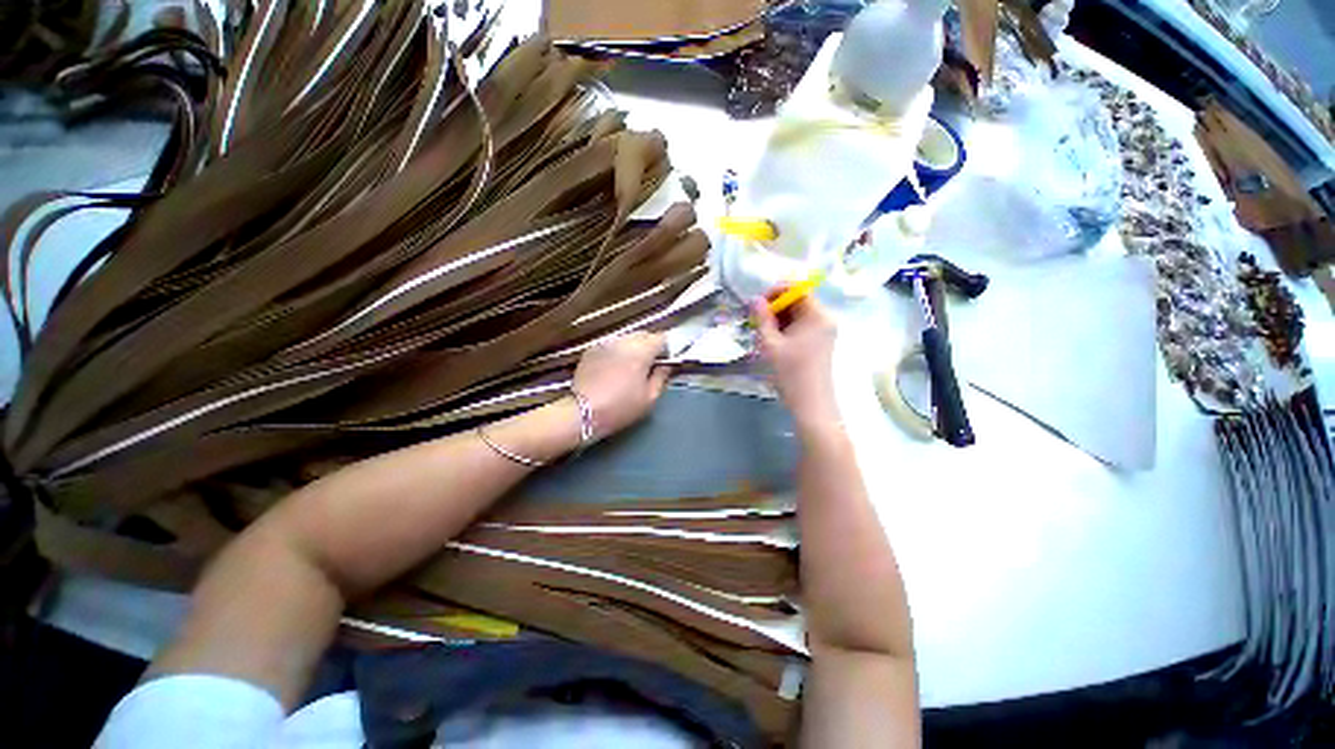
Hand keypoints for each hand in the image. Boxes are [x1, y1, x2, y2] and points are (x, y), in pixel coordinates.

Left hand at [572, 332, 670, 439]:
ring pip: (626, 339)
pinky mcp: (591, 350)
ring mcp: (605, 344)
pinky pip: (611, 345)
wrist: (582, 412)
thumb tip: (666, 365)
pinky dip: (617, 352)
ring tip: (631, 367)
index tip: (667, 360)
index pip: (661, 338)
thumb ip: (662, 377)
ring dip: (633, 348)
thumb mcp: (649, 398)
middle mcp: (624, 341)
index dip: (667, 348)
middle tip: (651, 364)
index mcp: (641, 351)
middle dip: (650, 346)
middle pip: (643, 335)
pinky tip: (614, 368)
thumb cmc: (620, 407)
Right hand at [752, 296, 839, 431]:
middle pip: (797, 302)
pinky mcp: (820, 344)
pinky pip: (801, 328)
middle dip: (774, 307)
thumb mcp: (770, 343)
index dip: (775, 292)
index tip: (756, 304)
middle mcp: (824, 319)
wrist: (810, 404)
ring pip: (797, 316)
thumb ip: (762, 318)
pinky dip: (786, 330)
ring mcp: (824, 332)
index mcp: (817, 315)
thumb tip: (754, 299)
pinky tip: (773, 342)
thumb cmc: (790, 372)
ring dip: (778, 320)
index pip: (797, 289)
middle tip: (755, 321)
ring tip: (761, 334)